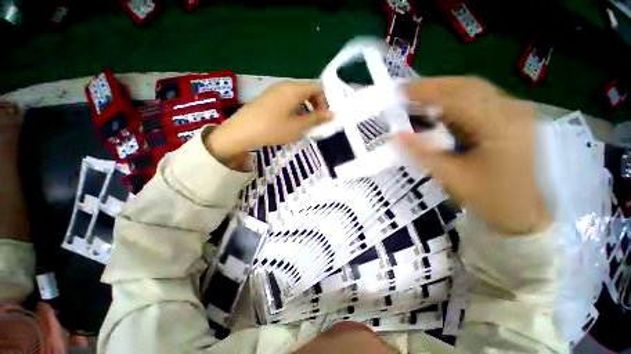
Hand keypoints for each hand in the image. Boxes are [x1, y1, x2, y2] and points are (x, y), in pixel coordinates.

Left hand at [205, 81, 331, 169]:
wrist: (240, 132)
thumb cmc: (272, 129)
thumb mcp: (297, 126)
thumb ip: (316, 119)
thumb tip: (333, 114)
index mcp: (294, 89)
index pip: (318, 87)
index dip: (325, 101)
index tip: (324, 117)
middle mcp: (285, 85)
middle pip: (308, 89)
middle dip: (316, 105)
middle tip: (316, 122)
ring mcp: (275, 91)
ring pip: (298, 95)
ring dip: (306, 107)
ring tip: (305, 124)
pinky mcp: (268, 98)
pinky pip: (288, 99)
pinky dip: (295, 108)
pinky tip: (291, 121)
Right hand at [396, 77, 549, 234]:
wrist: (531, 214)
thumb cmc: (494, 199)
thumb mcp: (453, 177)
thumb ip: (422, 153)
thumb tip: (395, 136)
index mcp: (500, 125)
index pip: (457, 97)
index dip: (426, 91)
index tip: (399, 91)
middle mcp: (512, 110)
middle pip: (467, 86)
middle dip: (434, 87)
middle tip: (405, 93)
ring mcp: (515, 112)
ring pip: (474, 91)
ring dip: (443, 93)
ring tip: (418, 100)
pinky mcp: (511, 119)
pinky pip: (479, 102)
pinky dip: (454, 102)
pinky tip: (439, 110)